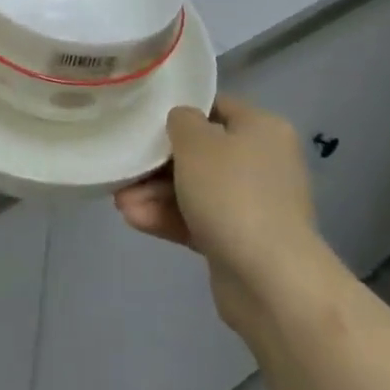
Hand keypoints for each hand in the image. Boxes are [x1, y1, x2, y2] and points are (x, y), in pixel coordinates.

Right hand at [114, 94, 328, 330]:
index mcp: (262, 129)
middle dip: (158, 162)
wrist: (270, 282)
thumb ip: (180, 120)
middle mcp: (263, 163)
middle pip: (201, 152)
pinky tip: (134, 218)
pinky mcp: (240, 242)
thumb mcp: (195, 141)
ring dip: (155, 193)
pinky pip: (199, 220)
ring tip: (119, 200)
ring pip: (195, 189)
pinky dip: (168, 217)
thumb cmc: (232, 193)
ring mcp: (253, 206)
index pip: (215, 107)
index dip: (179, 110)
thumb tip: (181, 124)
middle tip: (125, 166)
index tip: (144, 119)